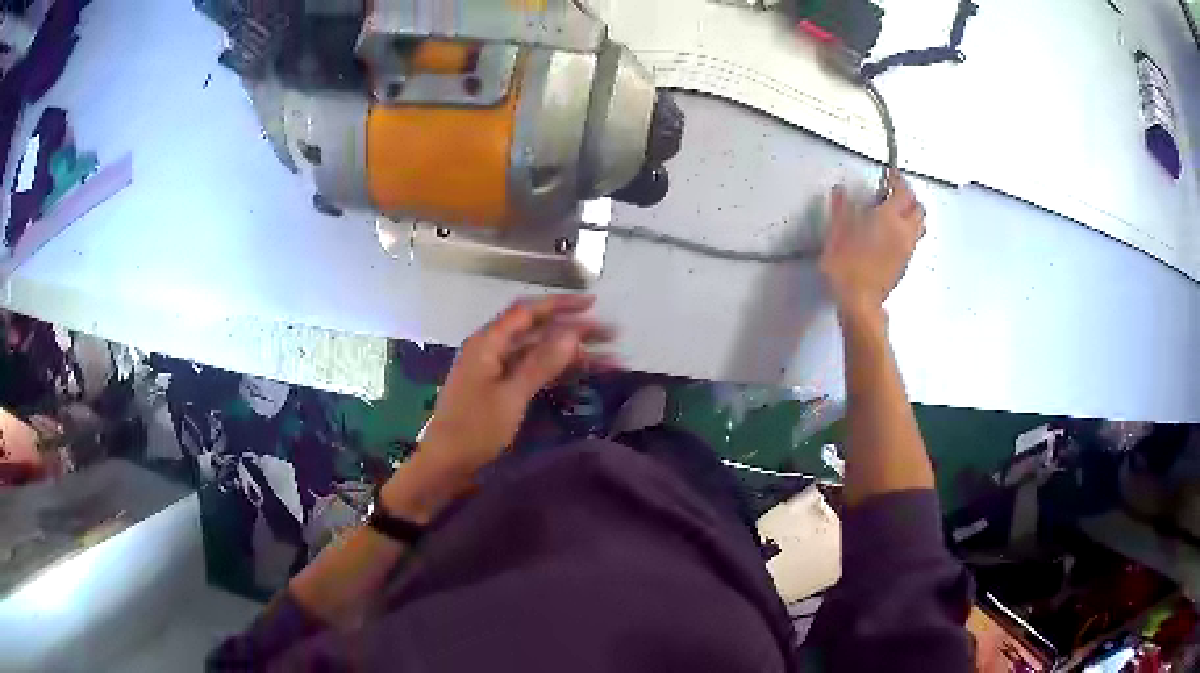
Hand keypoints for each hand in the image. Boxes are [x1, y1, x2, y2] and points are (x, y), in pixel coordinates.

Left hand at [382, 295, 614, 519]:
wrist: (447, 464)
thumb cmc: (474, 430)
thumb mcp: (511, 396)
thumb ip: (541, 363)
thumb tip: (572, 333)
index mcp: (487, 343)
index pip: (527, 312)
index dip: (560, 305)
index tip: (593, 304)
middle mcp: (491, 349)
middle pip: (537, 331)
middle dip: (574, 331)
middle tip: (611, 334)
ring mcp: (495, 370)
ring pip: (539, 352)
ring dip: (571, 353)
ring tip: (608, 359)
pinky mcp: (500, 389)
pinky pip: (533, 371)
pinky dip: (557, 371)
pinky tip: (582, 374)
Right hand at [820, 171, 925, 313]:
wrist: (859, 302)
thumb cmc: (846, 265)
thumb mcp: (836, 232)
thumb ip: (841, 208)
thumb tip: (841, 191)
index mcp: (889, 218)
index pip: (903, 191)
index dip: (898, 180)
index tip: (891, 174)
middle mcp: (903, 232)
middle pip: (919, 209)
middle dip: (910, 198)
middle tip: (896, 194)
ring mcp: (907, 250)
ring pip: (920, 226)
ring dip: (912, 216)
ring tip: (897, 214)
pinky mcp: (905, 265)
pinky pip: (913, 242)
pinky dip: (907, 232)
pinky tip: (892, 236)